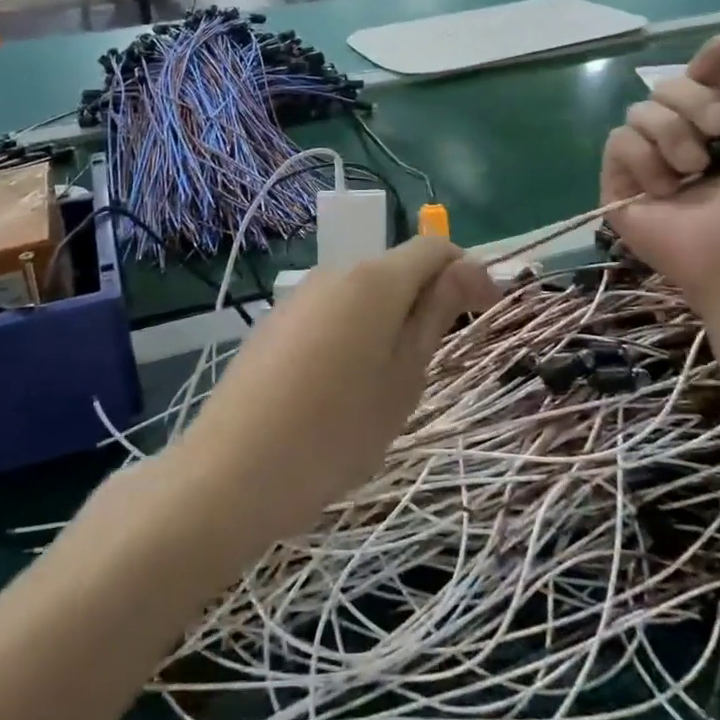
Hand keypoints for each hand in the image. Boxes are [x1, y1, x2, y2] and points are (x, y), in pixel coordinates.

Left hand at [173, 238, 497, 544]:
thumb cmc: (338, 430)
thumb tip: (469, 269)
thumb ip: (436, 315)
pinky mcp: (275, 322)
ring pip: (362, 293)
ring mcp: (300, 296)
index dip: (468, 272)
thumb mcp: (404, 377)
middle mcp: (335, 272)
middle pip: (396, 268)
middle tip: (434, 362)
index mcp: (374, 280)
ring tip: (387, 383)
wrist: (234, 471)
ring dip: (389, 320)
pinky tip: (341, 387)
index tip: (486, 314)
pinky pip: (330, 313)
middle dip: (427, 300)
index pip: (434, 248)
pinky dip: (353, 333)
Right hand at [603, 30, 719, 300]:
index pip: (700, 81)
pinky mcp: (619, 186)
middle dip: (694, 102)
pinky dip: (645, 158)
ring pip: (639, 113)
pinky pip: (619, 143)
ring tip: (694, 169)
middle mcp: (678, 141)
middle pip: (664, 89)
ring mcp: (646, 164)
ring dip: (672, 134)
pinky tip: (667, 187)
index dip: (710, 59)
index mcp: (716, 130)